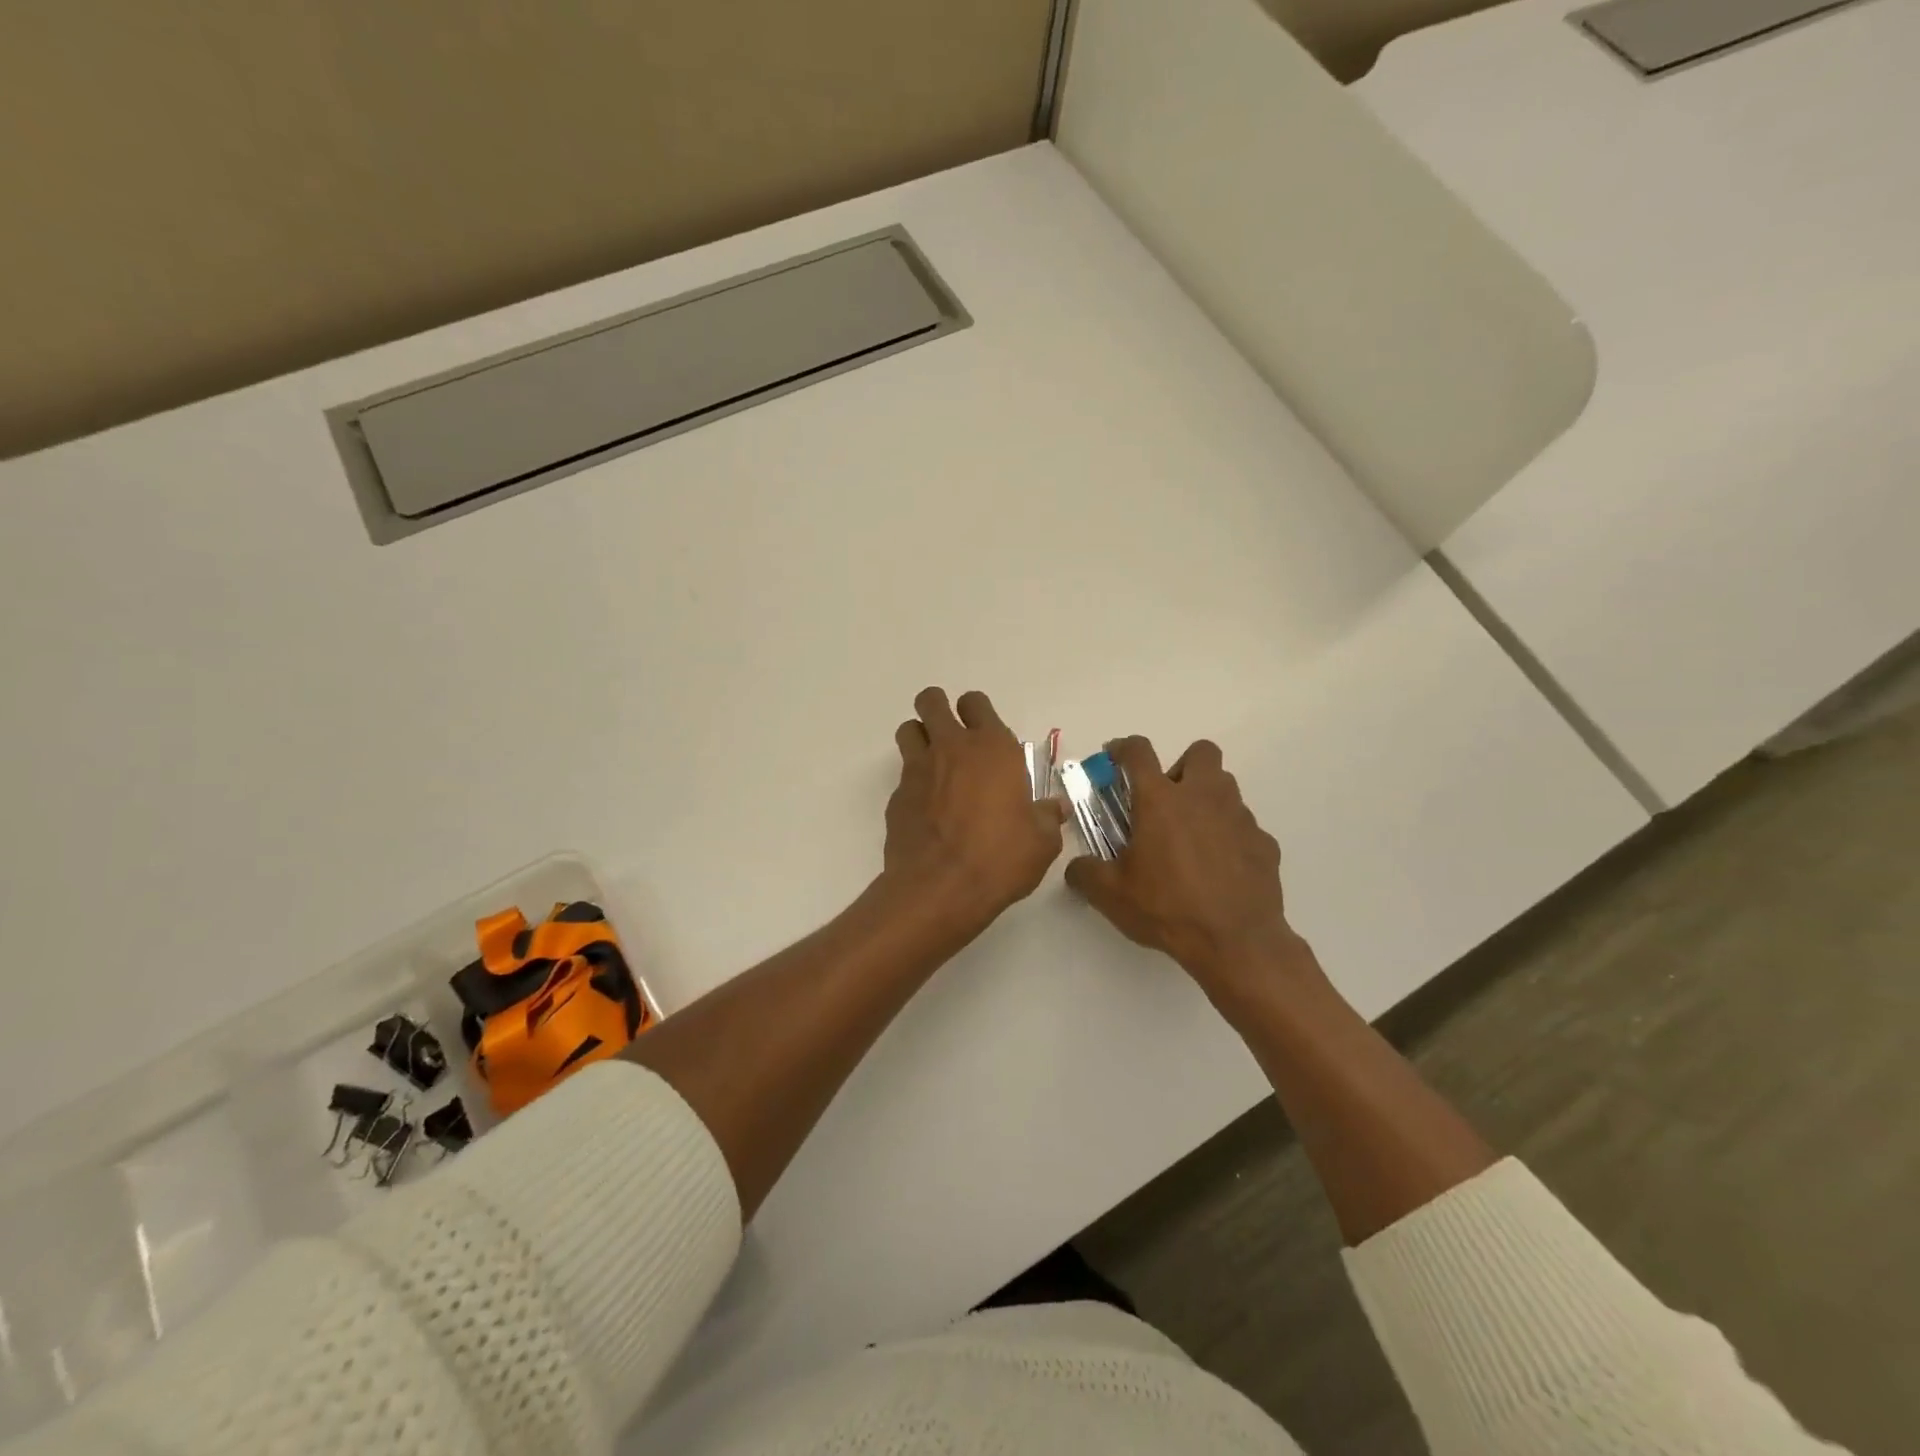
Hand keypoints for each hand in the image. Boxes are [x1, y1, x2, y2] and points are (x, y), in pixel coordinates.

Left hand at [882, 687, 1064, 938]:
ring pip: (909, 729)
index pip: (977, 703)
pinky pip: (903, 774)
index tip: (984, 732)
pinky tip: (927, 808)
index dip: (978, 712)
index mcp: (992, 748)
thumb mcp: (1041, 842)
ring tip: (934, 763)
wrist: (939, 888)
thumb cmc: (999, 858)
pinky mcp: (897, 796)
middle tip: (950, 733)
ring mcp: (918, 769)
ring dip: (919, 737)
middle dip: (938, 708)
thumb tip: (1055, 808)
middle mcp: (951, 748)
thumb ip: (1047, 818)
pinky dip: (913, 782)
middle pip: (932, 701)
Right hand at [1066, 737, 1312, 996]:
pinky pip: (1244, 827)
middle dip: (1182, 766)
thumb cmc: (1167, 908)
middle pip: (1201, 751)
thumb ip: (1085, 873)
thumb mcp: (1111, 895)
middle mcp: (1203, 796)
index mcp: (1160, 800)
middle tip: (1166, 801)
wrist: (1236, 942)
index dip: (1123, 747)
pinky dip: (1229, 837)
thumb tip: (1076, 868)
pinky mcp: (1264, 843)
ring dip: (1207, 799)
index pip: (1138, 751)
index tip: (1114, 756)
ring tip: (1191, 836)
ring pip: (1225, 787)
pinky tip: (1219, 868)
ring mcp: (1239, 817)